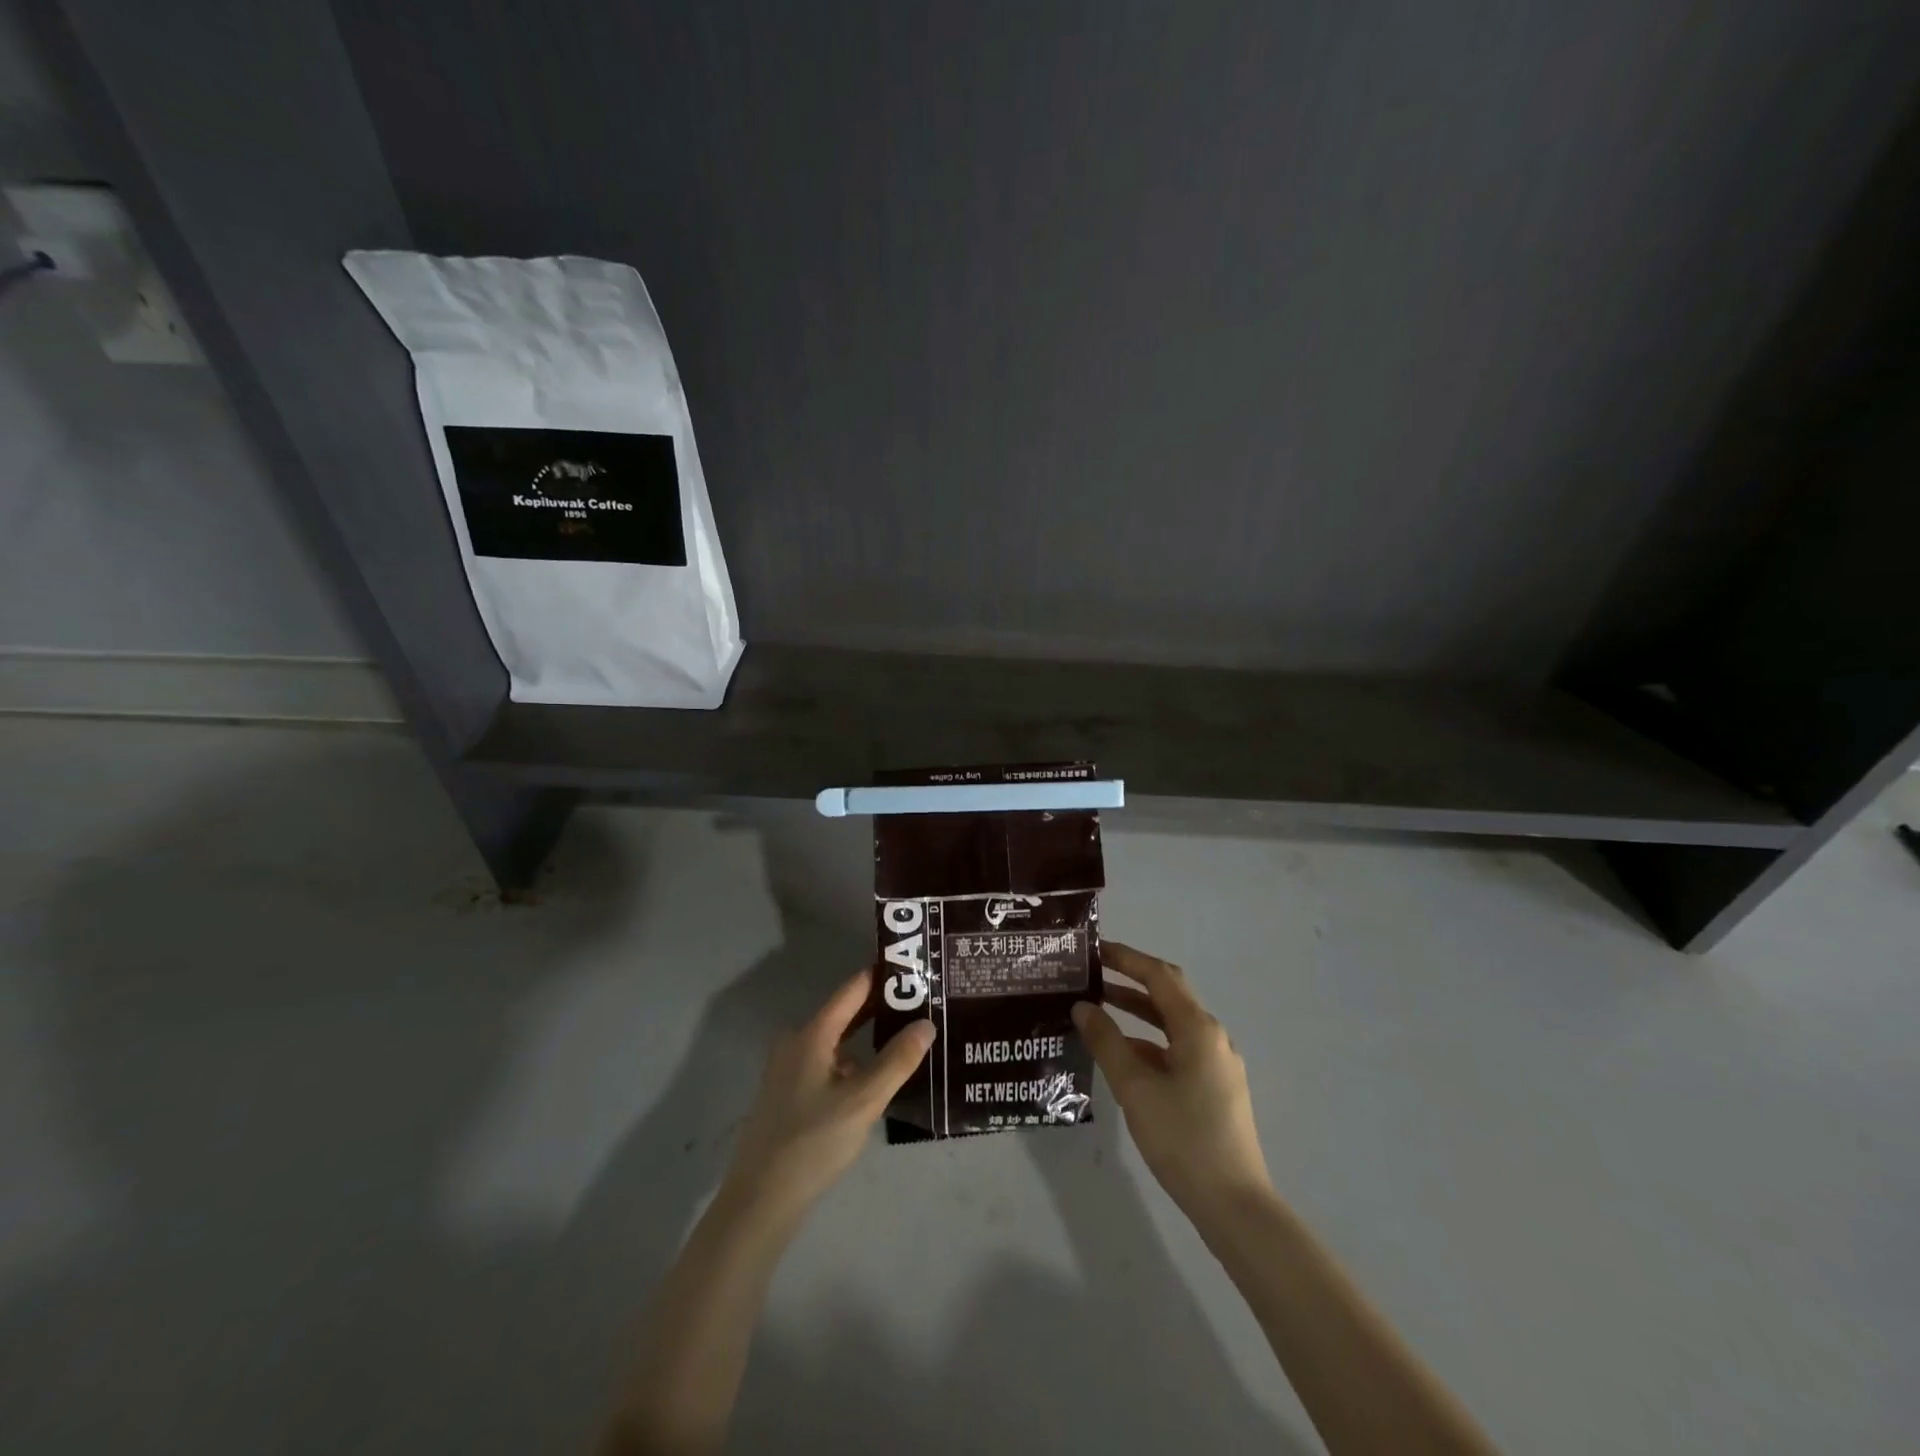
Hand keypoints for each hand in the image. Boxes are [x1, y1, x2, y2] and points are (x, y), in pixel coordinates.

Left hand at [722, 967, 935, 1225]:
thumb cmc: (813, 1142)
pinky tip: (875, 1078)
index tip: (914, 967)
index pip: (853, 989)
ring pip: (837, 1041)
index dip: (882, 976)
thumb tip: (927, 1022)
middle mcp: (796, 1042)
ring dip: (868, 1038)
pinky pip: (828, 1062)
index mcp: (812, 1034)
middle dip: (881, 1007)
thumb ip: (897, 1060)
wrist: (760, 1200)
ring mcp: (789, 1069)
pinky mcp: (788, 1094)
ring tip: (906, 1038)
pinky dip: (853, 1061)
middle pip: (845, 1013)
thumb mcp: (863, 1101)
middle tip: (921, 1001)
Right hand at [1073, 941, 1272, 1224]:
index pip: (1158, 976)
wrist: (1235, 1205)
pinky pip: (1177, 1049)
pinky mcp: (1214, 1087)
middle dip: (1129, 981)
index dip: (1126, 958)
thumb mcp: (1135, 1088)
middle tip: (1091, 974)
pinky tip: (1122, 1055)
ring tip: (1097, 1009)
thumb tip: (1083, 1007)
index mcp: (1198, 1028)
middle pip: (1168, 995)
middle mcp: (1211, 1036)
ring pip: (1171, 1024)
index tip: (1094, 949)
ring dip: (1136, 1012)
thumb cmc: (1183, 1138)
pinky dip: (1148, 1041)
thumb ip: (1107, 1042)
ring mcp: (1216, 1063)